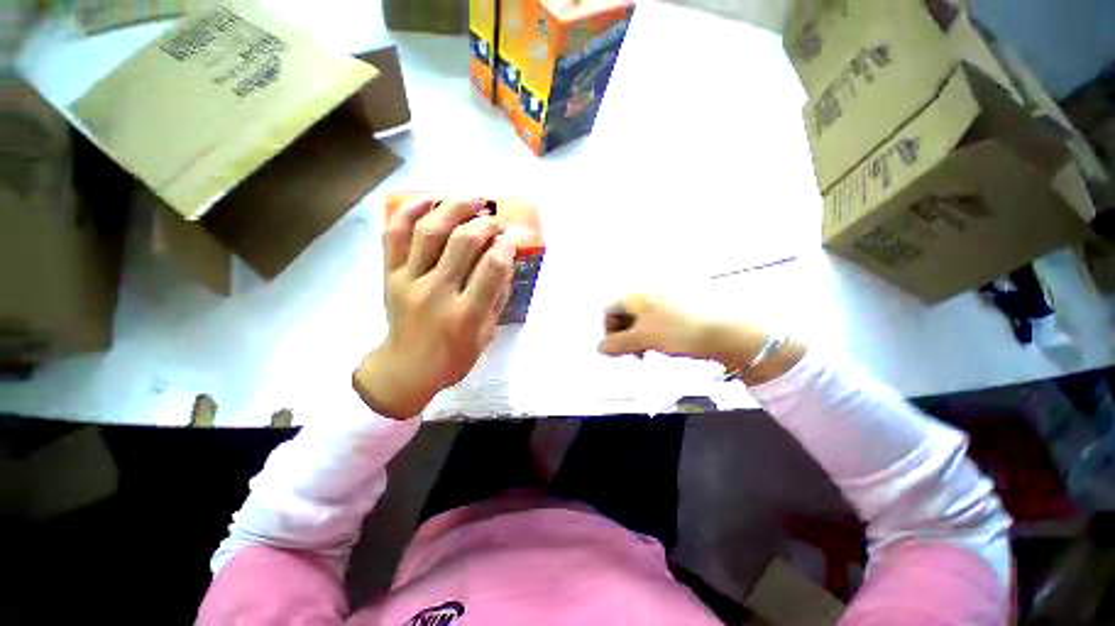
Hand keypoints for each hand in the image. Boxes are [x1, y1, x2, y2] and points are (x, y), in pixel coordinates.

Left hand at [354, 196, 517, 418]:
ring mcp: (409, 281)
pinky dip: (410, 211)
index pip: (492, 268)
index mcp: (465, 314)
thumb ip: (497, 297)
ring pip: (429, 231)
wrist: (406, 369)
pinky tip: (429, 199)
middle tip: (497, 216)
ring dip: (454, 207)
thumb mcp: (486, 335)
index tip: (517, 232)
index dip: (508, 244)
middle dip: (486, 222)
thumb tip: (505, 260)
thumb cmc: (454, 357)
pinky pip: (395, 235)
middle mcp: (437, 293)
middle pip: (463, 242)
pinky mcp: (390, 275)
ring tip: (472, 196)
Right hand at [599, 294, 804, 383]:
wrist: (729, 329)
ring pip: (642, 316)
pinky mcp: (681, 303)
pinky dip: (653, 331)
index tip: (615, 353)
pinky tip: (662, 344)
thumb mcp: (643, 338)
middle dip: (623, 336)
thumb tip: (598, 348)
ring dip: (638, 336)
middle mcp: (648, 289)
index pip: (610, 310)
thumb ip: (617, 344)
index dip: (608, 333)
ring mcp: (666, 295)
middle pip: (625, 312)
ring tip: (647, 353)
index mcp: (636, 292)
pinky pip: (658, 317)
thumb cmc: (678, 331)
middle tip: (631, 356)